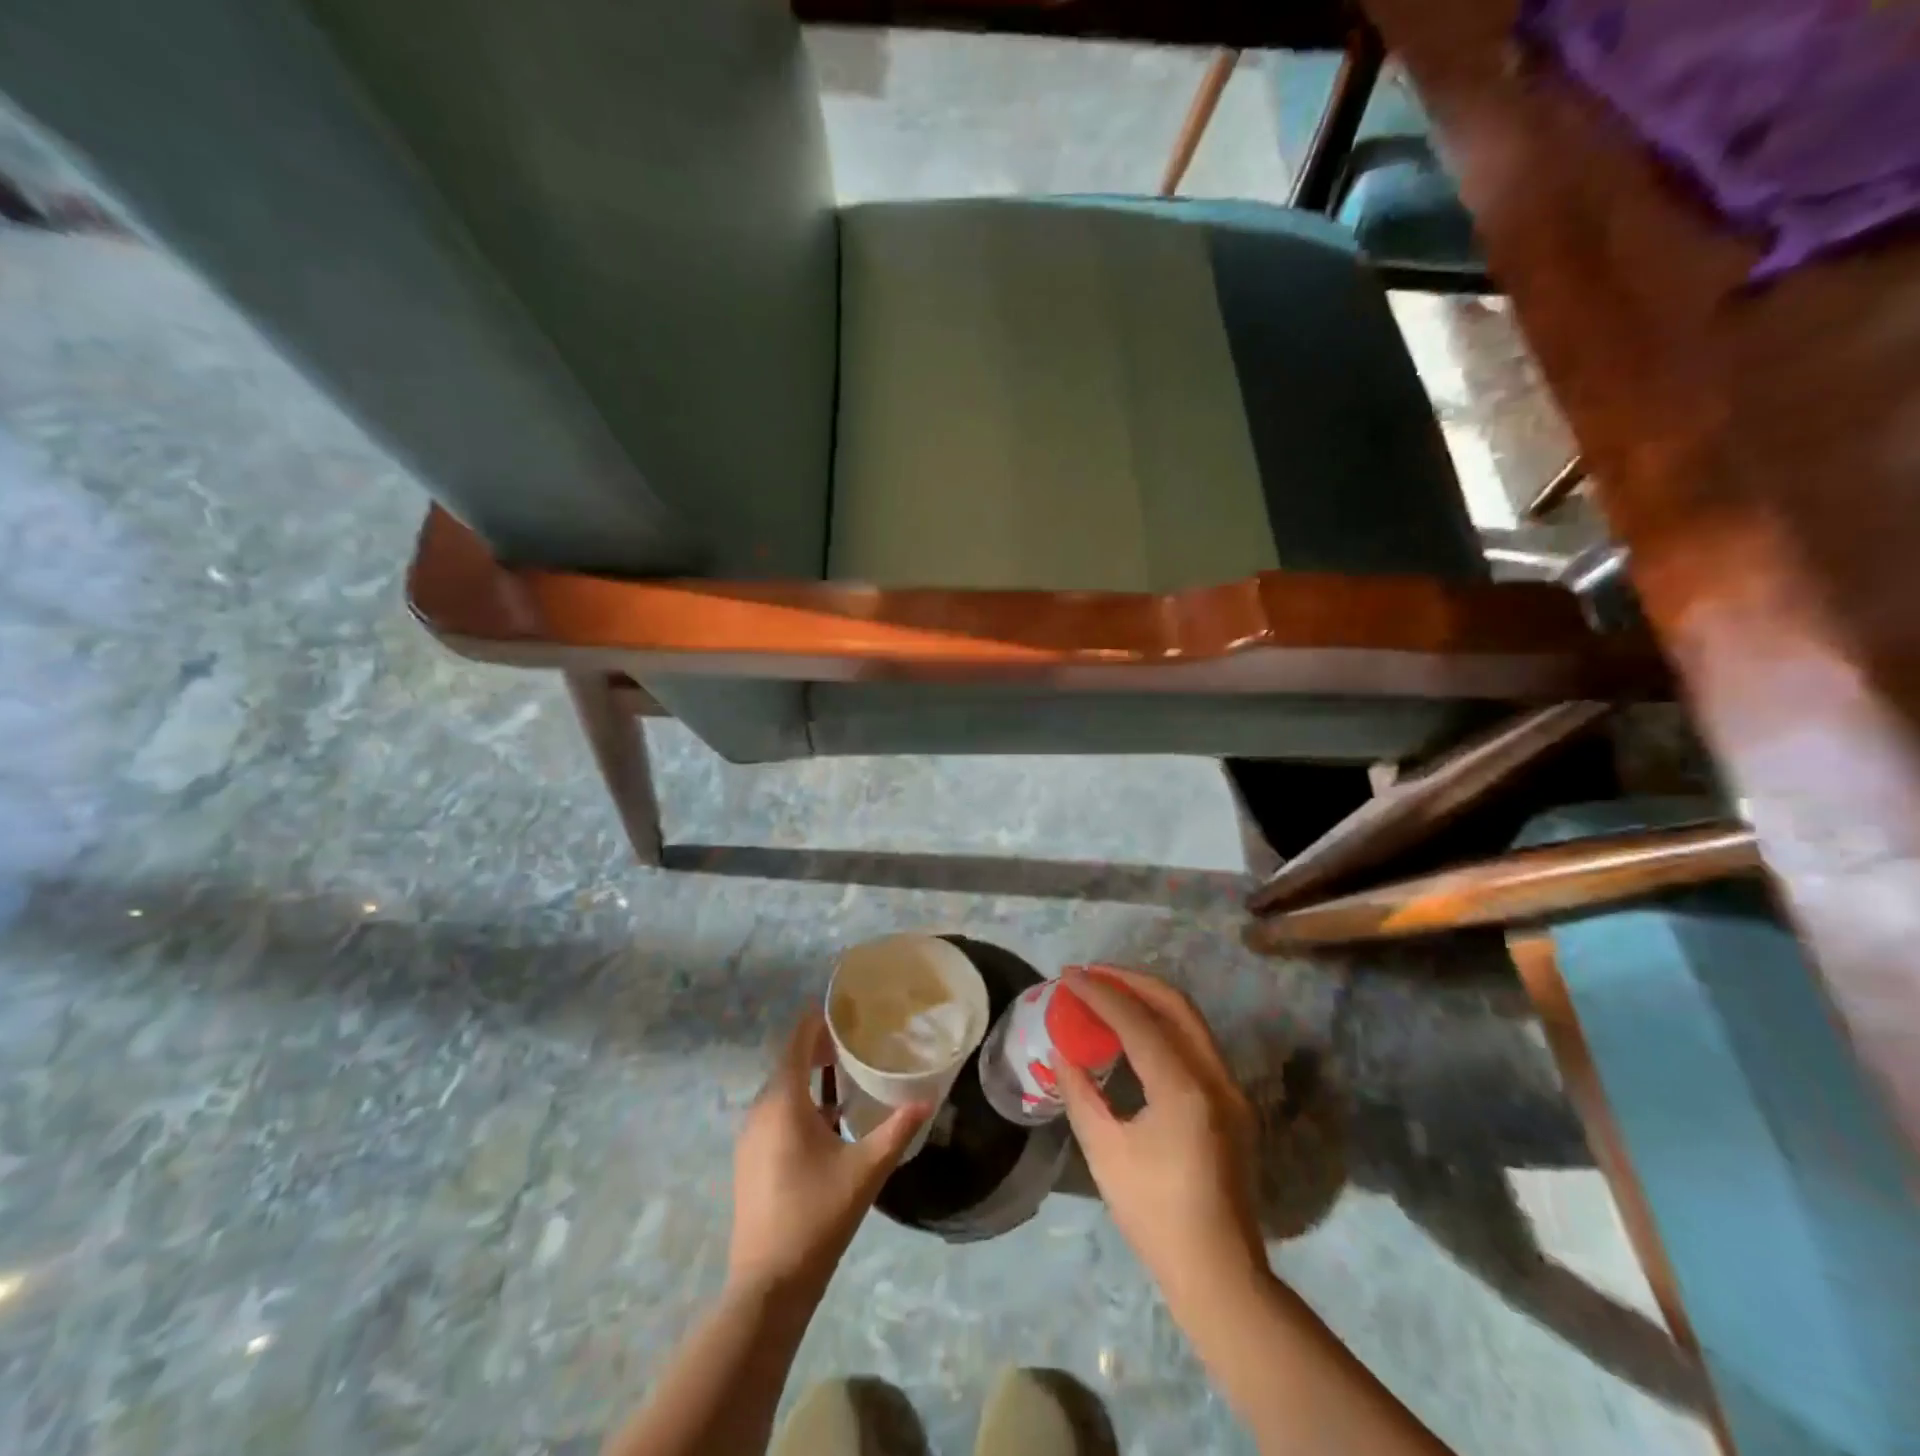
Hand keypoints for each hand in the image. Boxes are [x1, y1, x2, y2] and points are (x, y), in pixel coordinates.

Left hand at [726, 1012, 927, 1297]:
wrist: (767, 1287)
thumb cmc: (817, 1217)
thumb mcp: (866, 1170)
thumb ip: (897, 1130)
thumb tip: (929, 1099)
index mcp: (783, 1102)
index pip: (797, 1042)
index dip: (818, 1021)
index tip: (847, 1010)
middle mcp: (760, 1111)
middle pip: (789, 1063)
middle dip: (819, 1047)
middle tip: (856, 1041)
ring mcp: (750, 1138)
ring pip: (781, 1091)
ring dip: (809, 1077)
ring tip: (846, 1075)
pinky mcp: (749, 1160)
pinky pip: (775, 1114)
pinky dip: (799, 1104)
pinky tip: (828, 1121)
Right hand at [1054, 967, 1266, 1314]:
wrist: (1219, 1274)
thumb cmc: (1155, 1215)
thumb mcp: (1104, 1152)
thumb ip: (1080, 1092)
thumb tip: (1061, 1051)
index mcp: (1183, 1088)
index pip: (1136, 1020)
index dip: (1099, 992)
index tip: (1068, 976)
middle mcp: (1215, 1076)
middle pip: (1174, 1004)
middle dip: (1129, 980)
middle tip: (1090, 974)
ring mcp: (1230, 1088)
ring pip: (1189, 1020)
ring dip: (1148, 998)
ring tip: (1107, 992)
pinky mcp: (1232, 1102)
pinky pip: (1195, 1043)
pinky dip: (1163, 1024)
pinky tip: (1134, 1031)